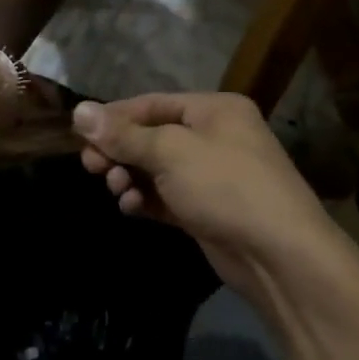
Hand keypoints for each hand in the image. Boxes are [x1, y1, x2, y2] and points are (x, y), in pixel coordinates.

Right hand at [72, 93, 351, 301]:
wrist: (280, 256)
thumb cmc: (225, 186)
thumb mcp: (170, 152)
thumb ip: (123, 134)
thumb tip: (78, 110)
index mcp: (214, 109)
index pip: (152, 104)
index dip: (114, 117)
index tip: (80, 133)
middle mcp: (215, 136)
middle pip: (152, 136)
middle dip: (120, 151)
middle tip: (91, 166)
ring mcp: (212, 175)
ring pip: (156, 168)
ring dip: (130, 177)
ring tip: (117, 190)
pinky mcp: (207, 210)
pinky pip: (166, 196)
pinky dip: (146, 199)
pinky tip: (131, 208)